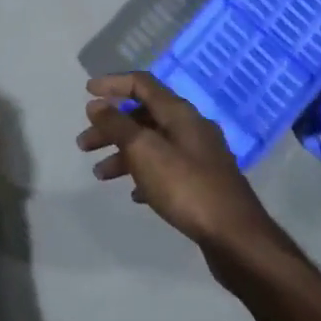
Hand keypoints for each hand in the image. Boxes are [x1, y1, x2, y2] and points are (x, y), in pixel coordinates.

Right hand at [78, 73, 273, 248]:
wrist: (235, 236)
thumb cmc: (186, 187)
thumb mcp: (144, 151)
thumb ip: (118, 125)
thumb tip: (96, 104)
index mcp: (180, 113)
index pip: (142, 84)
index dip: (113, 84)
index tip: (86, 93)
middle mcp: (191, 127)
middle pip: (144, 116)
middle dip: (112, 127)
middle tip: (84, 144)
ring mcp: (200, 156)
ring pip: (153, 144)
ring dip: (124, 154)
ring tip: (100, 175)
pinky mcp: (203, 183)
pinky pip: (166, 169)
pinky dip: (145, 174)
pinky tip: (134, 194)